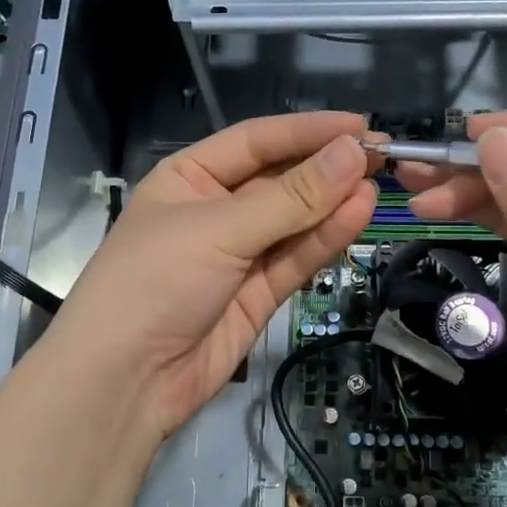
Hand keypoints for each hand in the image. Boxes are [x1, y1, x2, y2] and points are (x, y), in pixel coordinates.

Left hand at [41, 112, 376, 446]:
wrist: (124, 380)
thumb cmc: (155, 281)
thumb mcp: (220, 229)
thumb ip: (291, 197)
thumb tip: (352, 153)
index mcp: (189, 178)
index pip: (255, 141)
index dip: (306, 131)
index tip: (359, 126)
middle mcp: (215, 210)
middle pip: (279, 180)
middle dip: (326, 168)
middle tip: (382, 156)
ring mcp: (238, 255)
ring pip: (294, 221)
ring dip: (333, 203)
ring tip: (379, 183)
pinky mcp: (257, 294)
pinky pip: (296, 258)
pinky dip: (326, 238)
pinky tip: (359, 214)